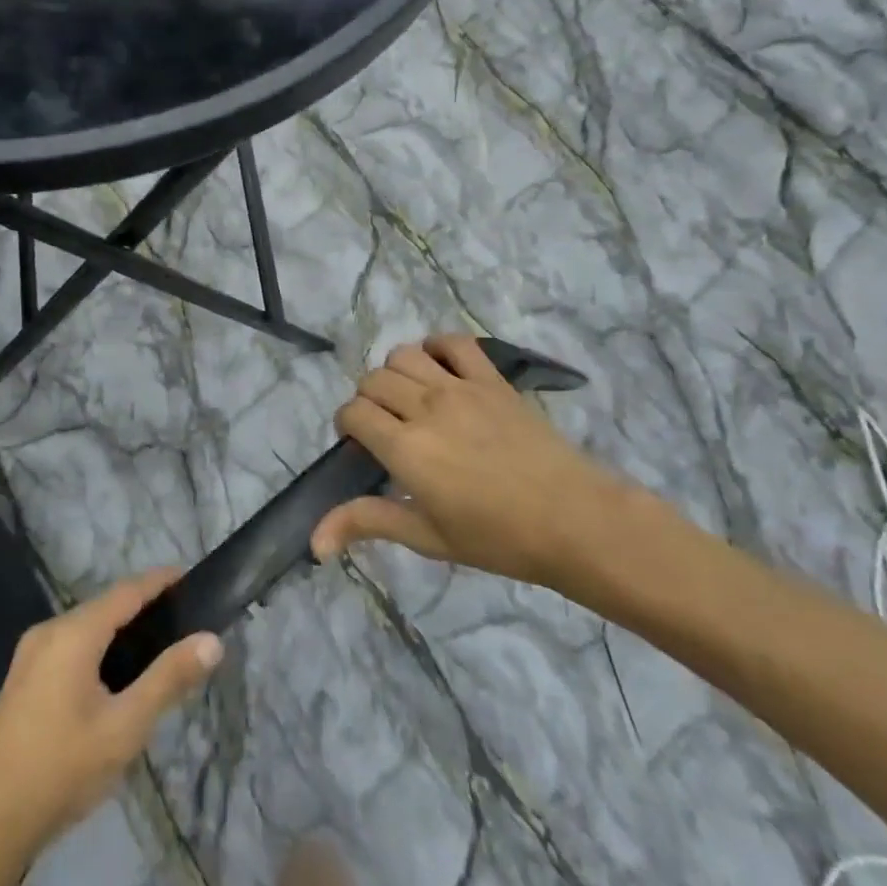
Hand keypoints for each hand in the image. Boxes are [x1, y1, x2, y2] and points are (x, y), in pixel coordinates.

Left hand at [0, 569, 222, 860]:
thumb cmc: (62, 770)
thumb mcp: (126, 728)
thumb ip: (169, 679)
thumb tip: (211, 640)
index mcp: (72, 633)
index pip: (126, 590)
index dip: (159, 581)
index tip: (191, 577)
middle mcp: (48, 631)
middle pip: (104, 606)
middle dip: (143, 607)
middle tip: (183, 622)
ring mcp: (29, 655)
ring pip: (85, 627)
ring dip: (120, 630)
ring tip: (157, 648)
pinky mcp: (21, 679)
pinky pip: (69, 646)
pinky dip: (98, 647)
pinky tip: (115, 676)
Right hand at [310, 333, 623, 589]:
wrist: (573, 520)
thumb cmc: (497, 538)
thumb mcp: (427, 537)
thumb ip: (367, 523)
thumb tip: (313, 542)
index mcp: (405, 448)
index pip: (353, 413)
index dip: (347, 425)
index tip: (362, 446)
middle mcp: (425, 408)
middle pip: (373, 381)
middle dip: (368, 401)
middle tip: (386, 428)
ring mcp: (460, 388)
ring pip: (404, 355)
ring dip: (396, 373)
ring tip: (410, 399)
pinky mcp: (491, 379)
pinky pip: (454, 343)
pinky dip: (438, 347)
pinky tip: (440, 369)